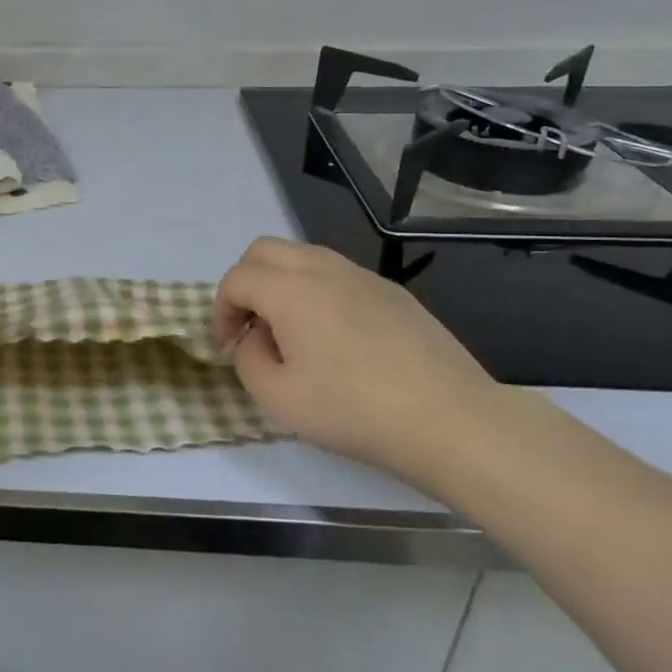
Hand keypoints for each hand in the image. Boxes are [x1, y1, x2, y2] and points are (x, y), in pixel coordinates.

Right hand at [214, 237, 502, 483]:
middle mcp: (324, 270)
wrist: (451, 420)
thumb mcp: (277, 398)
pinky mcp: (393, 293)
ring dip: (281, 283)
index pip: (236, 278)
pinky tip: (334, 338)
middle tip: (250, 327)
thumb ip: (248, 360)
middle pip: (264, 251)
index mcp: (290, 290)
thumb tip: (254, 339)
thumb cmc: (353, 410)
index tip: (227, 347)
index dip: (220, 310)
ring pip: (303, 256)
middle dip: (245, 283)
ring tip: (289, 331)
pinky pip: (338, 275)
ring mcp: (363, 277)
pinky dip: (317, 292)